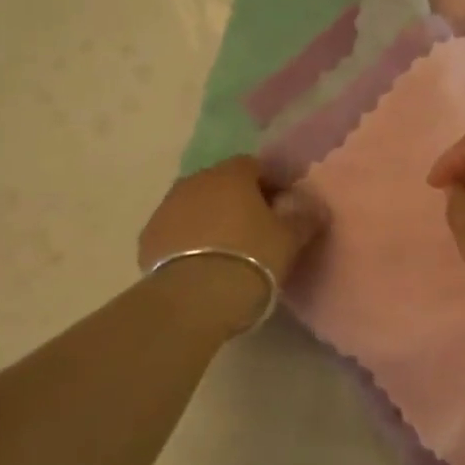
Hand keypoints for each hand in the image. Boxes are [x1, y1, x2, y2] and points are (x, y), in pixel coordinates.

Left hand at [138, 157, 326, 333]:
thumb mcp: (289, 241)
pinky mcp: (148, 238)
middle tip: (256, 230)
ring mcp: (166, 208)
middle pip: (221, 184)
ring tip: (226, 250)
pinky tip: (200, 265)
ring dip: (210, 219)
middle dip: (237, 200)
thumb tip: (316, 205)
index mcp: (231, 175)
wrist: (194, 298)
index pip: (254, 166)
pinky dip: (187, 241)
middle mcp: (195, 181)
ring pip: (195, 206)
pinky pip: (175, 231)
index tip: (283, 207)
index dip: (270, 184)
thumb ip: (305, 218)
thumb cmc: (251, 259)